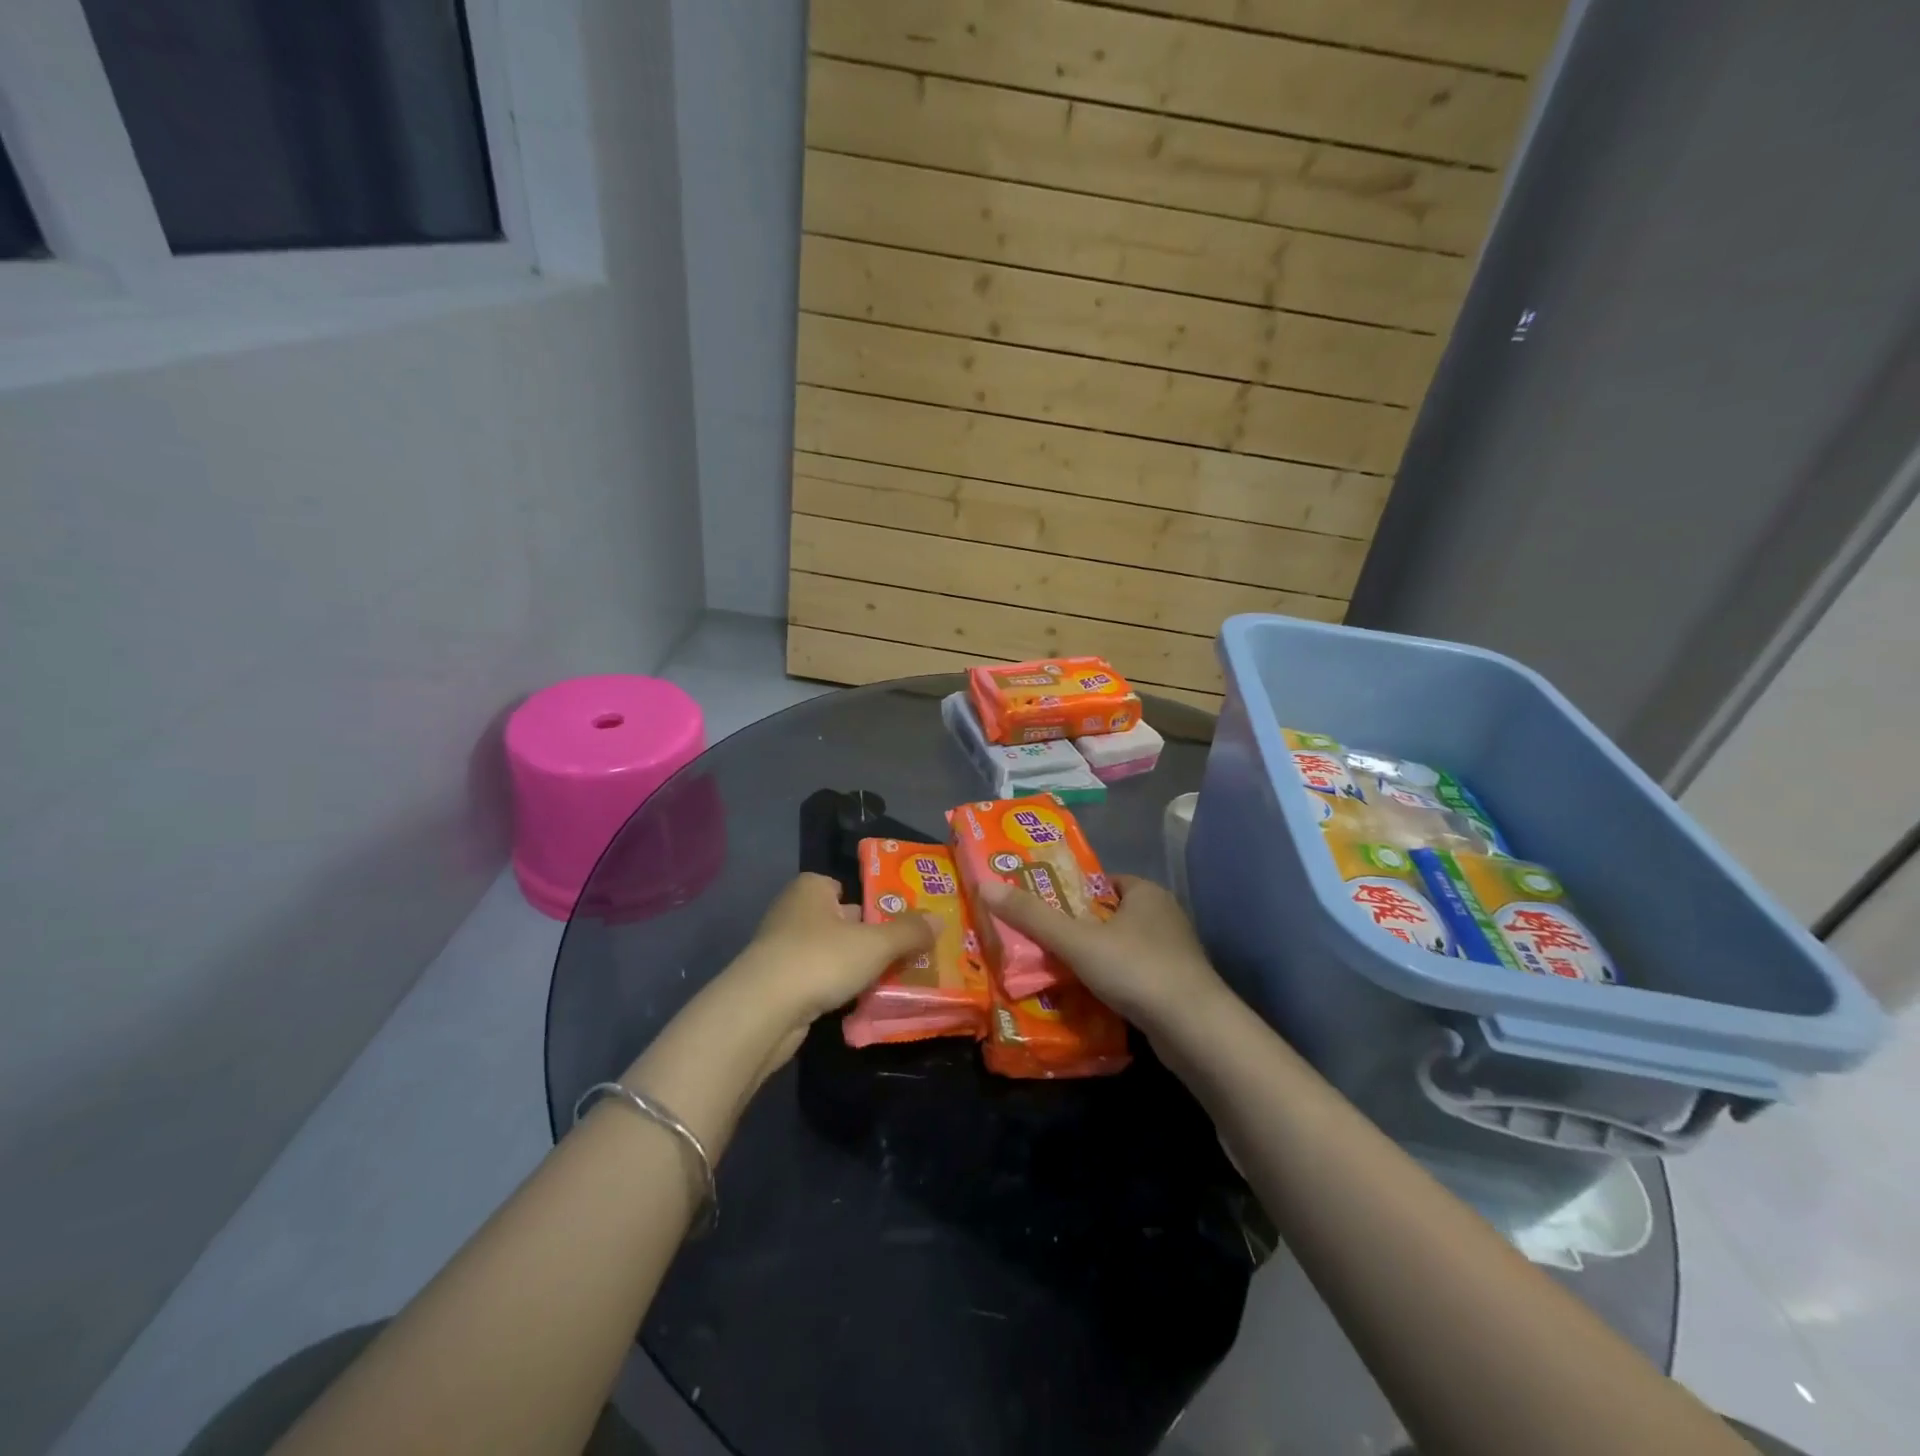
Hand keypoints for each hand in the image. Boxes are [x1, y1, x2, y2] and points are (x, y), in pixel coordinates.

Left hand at [727, 873, 937, 1034]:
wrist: (763, 1011)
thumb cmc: (821, 959)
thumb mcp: (876, 943)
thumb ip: (909, 932)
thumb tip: (939, 920)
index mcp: (811, 889)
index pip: (842, 886)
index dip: (868, 902)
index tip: (894, 922)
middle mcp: (792, 912)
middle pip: (839, 920)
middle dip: (866, 937)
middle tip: (903, 953)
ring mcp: (780, 949)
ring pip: (829, 953)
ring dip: (851, 966)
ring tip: (886, 981)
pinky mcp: (776, 984)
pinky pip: (816, 979)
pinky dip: (834, 988)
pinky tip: (855, 1002)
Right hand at [975, 874, 1226, 1032]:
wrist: (1196, 1030)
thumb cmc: (1136, 970)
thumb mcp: (1077, 941)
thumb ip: (1033, 917)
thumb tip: (986, 887)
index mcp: (1145, 892)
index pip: (1101, 881)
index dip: (1070, 891)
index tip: (1040, 906)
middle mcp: (1163, 916)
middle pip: (1108, 915)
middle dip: (1077, 927)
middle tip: (1039, 940)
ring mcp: (1174, 953)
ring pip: (1121, 947)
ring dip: (1094, 957)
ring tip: (1056, 970)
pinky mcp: (1176, 986)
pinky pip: (1134, 975)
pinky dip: (1112, 982)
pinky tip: (1089, 996)